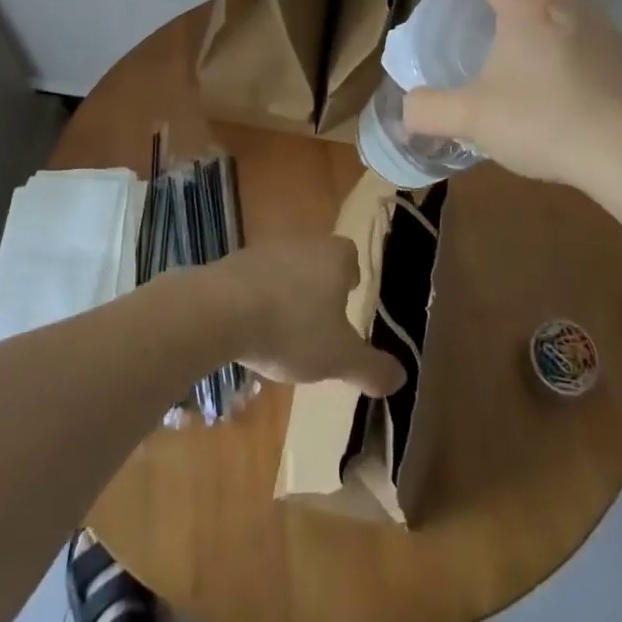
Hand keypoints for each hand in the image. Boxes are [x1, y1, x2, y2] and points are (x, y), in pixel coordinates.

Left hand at [206, 237, 405, 397]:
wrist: (220, 310)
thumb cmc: (292, 329)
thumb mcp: (339, 358)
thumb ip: (371, 367)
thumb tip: (401, 377)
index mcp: (334, 257)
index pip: (350, 255)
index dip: (351, 275)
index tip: (349, 298)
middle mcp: (302, 243)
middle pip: (317, 260)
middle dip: (319, 286)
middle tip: (320, 320)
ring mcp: (264, 250)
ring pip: (285, 269)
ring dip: (287, 293)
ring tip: (284, 330)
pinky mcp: (232, 264)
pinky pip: (254, 280)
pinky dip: (257, 300)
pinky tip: (251, 329)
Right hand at [402, 0, 621, 190]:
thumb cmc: (542, 123)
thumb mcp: (472, 119)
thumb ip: (431, 111)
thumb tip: (408, 109)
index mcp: (526, 10)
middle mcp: (568, 6)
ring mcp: (605, 28)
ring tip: (528, 31)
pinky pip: (594, 28)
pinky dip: (572, 31)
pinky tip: (566, 69)